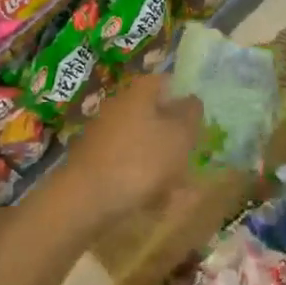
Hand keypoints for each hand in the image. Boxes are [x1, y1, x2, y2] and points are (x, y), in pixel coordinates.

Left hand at [56, 73, 203, 234]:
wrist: (86, 199)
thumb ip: (191, 114)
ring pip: (143, 142)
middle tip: (190, 156)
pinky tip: (153, 201)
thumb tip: (192, 100)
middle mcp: (119, 105)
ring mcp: (104, 133)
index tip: (199, 120)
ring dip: (161, 161)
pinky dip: (142, 178)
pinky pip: (128, 163)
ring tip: (176, 189)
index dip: (185, 98)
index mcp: (140, 92)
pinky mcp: (95, 160)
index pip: (167, 82)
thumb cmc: (141, 160)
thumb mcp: (179, 135)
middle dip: (174, 136)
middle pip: (155, 113)